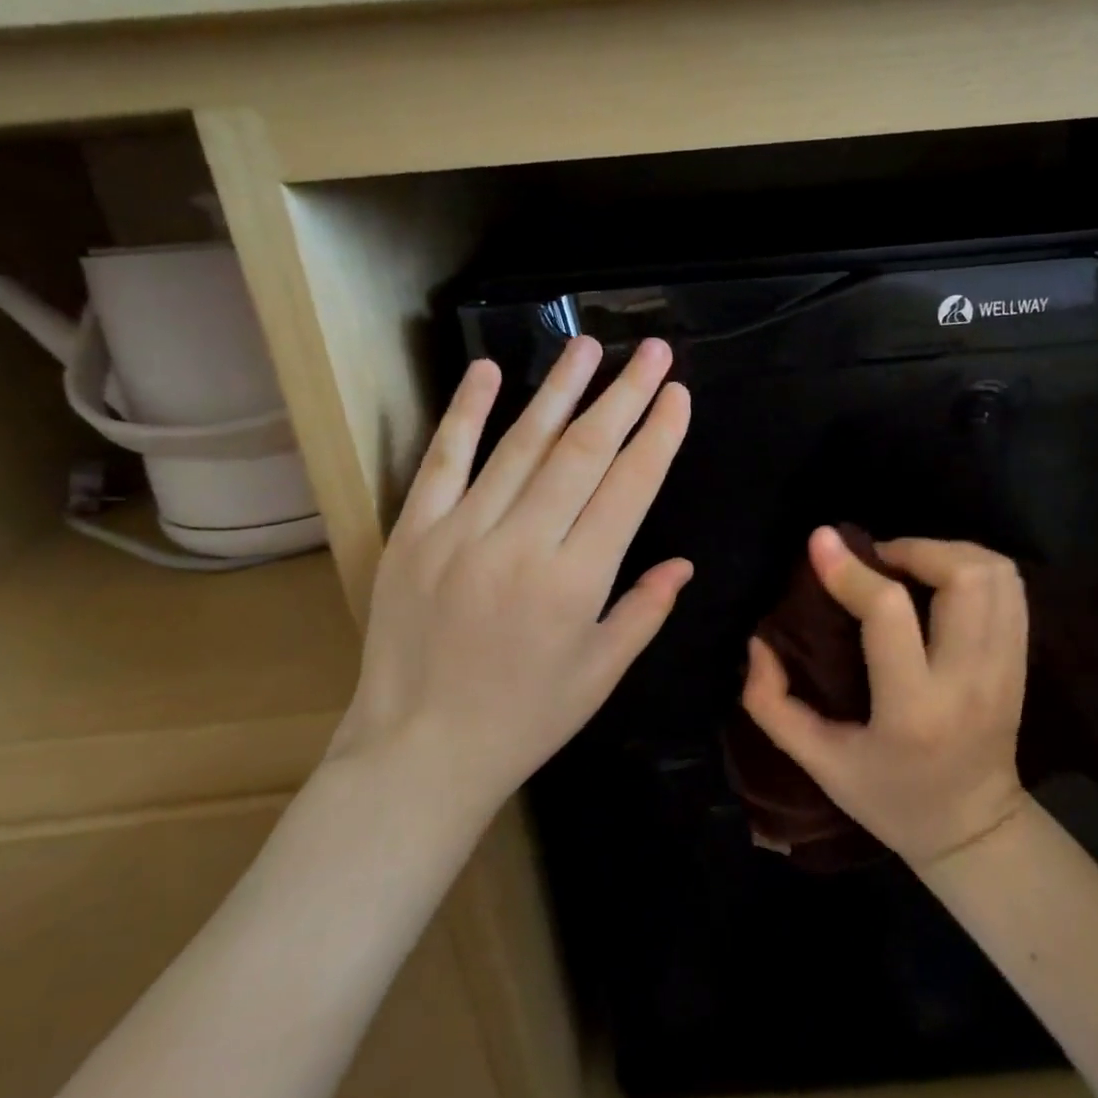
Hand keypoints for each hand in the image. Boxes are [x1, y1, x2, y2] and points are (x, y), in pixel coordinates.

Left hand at [331, 336, 692, 824]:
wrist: (418, 751)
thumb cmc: (524, 719)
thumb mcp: (600, 674)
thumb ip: (645, 611)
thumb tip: (684, 563)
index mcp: (575, 582)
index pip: (628, 489)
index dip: (657, 436)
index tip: (677, 394)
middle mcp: (522, 544)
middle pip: (583, 452)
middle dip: (624, 395)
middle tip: (651, 350)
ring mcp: (462, 532)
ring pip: (520, 444)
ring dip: (559, 390)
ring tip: (589, 346)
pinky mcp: (414, 533)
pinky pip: (443, 461)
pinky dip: (465, 412)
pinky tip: (489, 371)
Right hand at [741, 527, 1031, 868]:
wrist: (974, 831)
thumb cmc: (888, 798)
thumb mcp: (819, 763)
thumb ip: (772, 704)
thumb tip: (758, 642)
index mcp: (913, 709)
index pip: (889, 613)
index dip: (851, 569)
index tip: (820, 541)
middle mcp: (969, 681)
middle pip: (962, 578)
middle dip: (913, 549)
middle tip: (877, 559)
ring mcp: (1006, 669)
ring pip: (995, 574)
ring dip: (946, 552)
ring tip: (907, 565)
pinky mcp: (1022, 661)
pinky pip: (1011, 588)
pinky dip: (974, 565)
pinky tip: (940, 578)